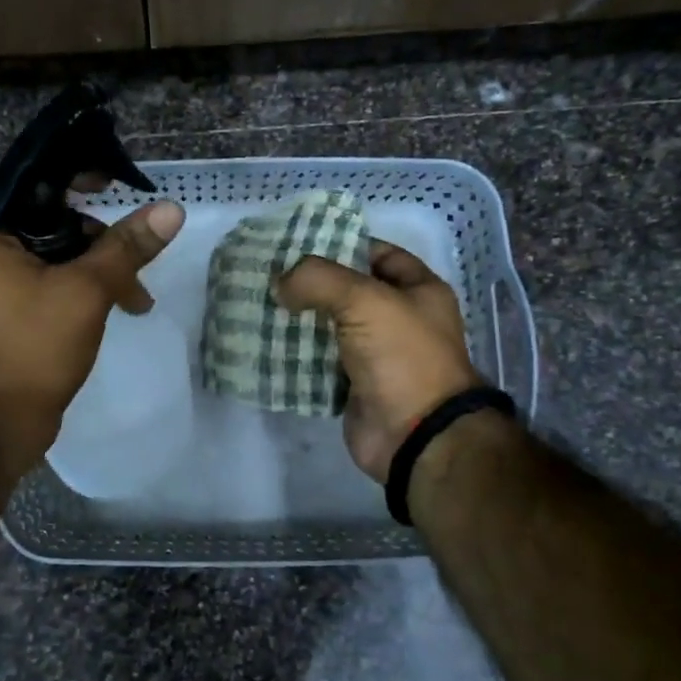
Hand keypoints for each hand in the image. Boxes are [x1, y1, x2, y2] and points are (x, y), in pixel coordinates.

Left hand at [0, 200, 185, 480]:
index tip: (110, 179)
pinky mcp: (7, 314)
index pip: (27, 177)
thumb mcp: (86, 291)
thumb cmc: (30, 347)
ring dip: (97, 269)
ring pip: (53, 255)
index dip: (70, 170)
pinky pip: (48, 283)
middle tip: (134, 254)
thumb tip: (171, 209)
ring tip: (137, 300)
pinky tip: (116, 310)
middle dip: (97, 237)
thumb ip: (127, 246)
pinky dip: (81, 289)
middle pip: (47, 219)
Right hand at [276, 240, 482, 482]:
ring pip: (332, 328)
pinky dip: (297, 355)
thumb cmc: (401, 356)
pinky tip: (266, 343)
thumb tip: (280, 284)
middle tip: (270, 275)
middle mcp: (401, 320)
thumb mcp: (363, 300)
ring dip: (300, 320)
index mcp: (420, 291)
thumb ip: (317, 280)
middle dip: (312, 285)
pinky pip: (321, 363)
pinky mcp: (356, 387)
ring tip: (260, 305)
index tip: (300, 244)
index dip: (343, 245)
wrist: (416, 436)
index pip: (379, 254)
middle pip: (350, 292)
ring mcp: (378, 356)